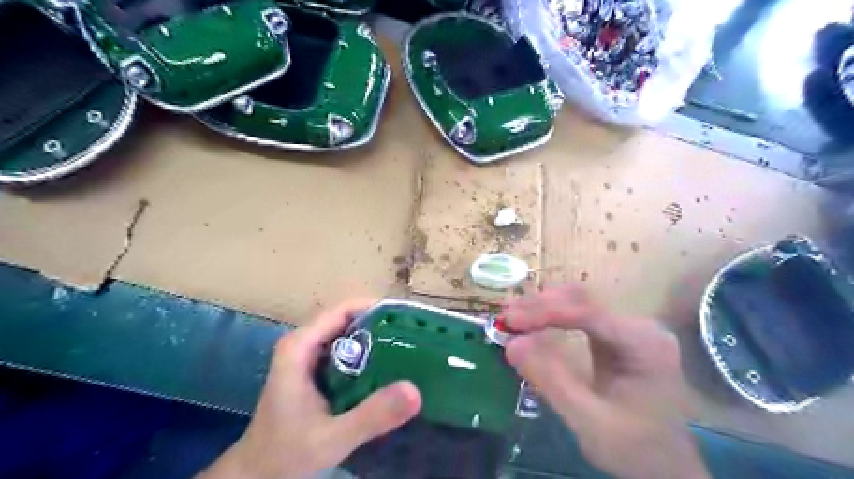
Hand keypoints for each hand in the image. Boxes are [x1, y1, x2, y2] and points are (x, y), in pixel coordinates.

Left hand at [203, 300, 422, 477]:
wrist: (257, 476)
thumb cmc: (286, 454)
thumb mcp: (332, 438)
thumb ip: (372, 416)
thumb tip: (415, 391)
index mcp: (300, 346)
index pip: (343, 310)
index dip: (376, 308)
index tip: (407, 318)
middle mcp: (303, 343)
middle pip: (348, 319)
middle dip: (381, 324)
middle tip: (415, 335)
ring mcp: (308, 357)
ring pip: (348, 335)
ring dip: (377, 338)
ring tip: (409, 347)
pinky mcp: (315, 371)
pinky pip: (346, 352)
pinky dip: (368, 355)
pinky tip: (389, 368)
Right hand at [501, 284, 710, 478]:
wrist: (666, 467)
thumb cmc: (635, 449)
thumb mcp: (590, 421)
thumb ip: (551, 381)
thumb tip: (511, 344)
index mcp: (645, 343)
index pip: (588, 312)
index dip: (545, 312)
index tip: (510, 321)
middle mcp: (640, 326)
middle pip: (583, 298)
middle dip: (541, 305)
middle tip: (506, 318)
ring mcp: (629, 328)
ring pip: (579, 301)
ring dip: (543, 307)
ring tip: (513, 318)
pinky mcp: (617, 336)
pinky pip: (580, 315)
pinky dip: (552, 317)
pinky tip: (532, 323)